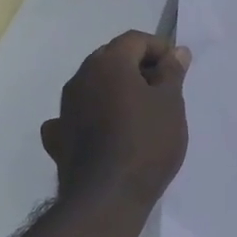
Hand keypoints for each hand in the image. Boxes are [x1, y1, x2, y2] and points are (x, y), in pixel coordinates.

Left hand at [42, 32, 190, 208]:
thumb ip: (172, 72)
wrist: (107, 197)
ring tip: (141, 113)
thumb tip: (176, 52)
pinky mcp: (58, 137)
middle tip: (163, 90)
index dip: (159, 48)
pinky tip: (106, 132)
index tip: (177, 69)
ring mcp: (64, 108)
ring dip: (116, 91)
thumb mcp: (171, 103)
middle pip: (111, 59)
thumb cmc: (147, 142)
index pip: (135, 39)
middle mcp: (80, 77)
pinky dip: (93, 116)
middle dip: (138, 67)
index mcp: (108, 63)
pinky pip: (78, 115)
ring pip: (94, 86)